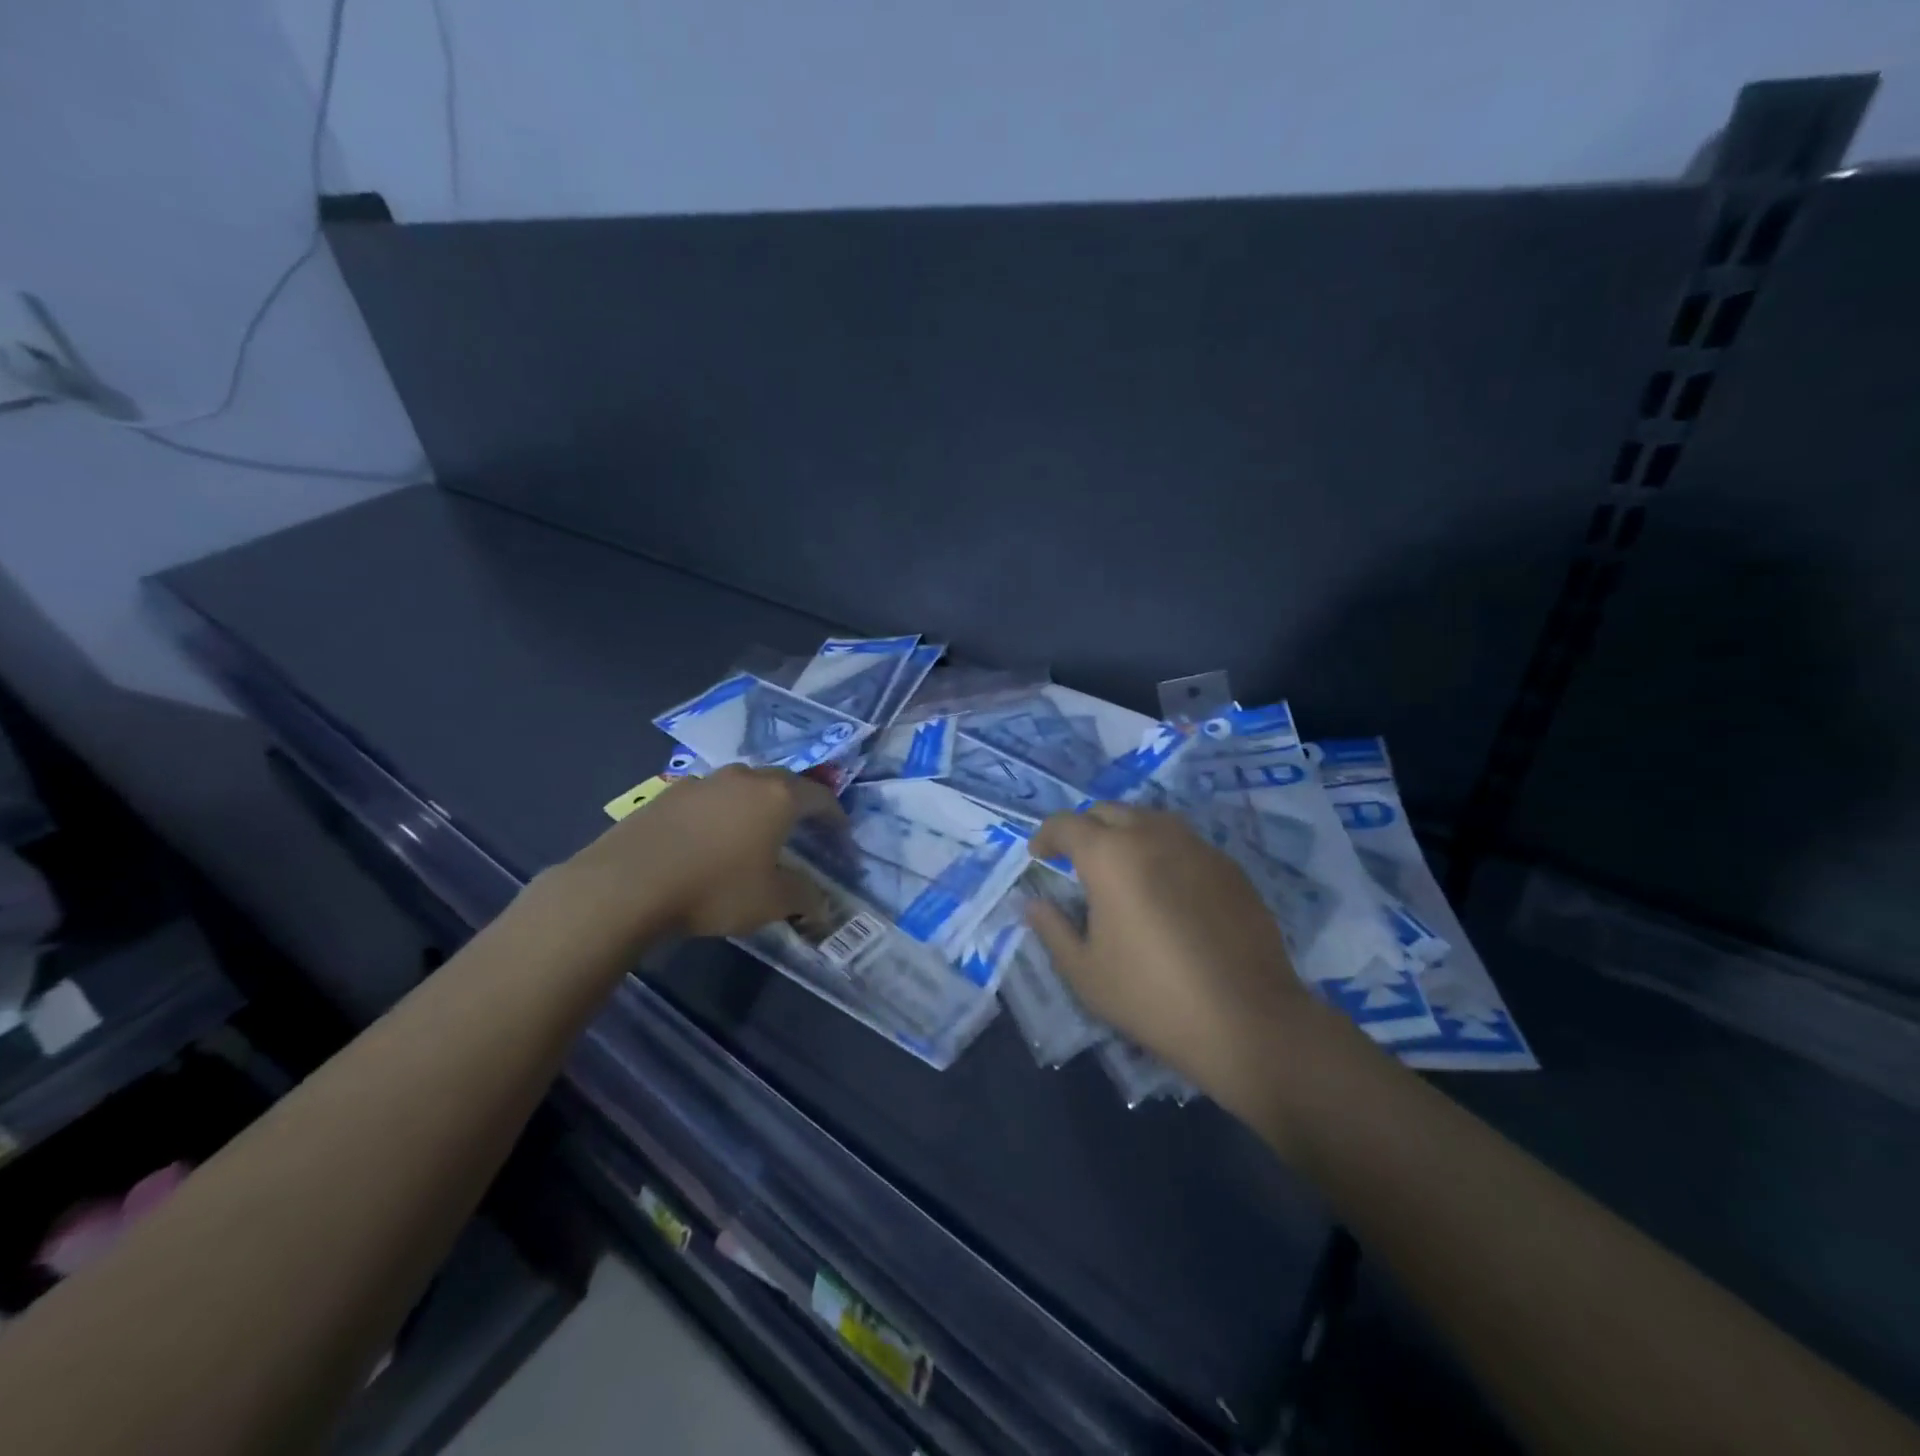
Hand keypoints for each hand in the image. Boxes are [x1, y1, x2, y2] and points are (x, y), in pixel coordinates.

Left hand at [561, 765, 843, 944]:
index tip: (841, 835)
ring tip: (756, 831)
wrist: (627, 884)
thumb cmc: (714, 889)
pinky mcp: (669, 793)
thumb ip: (804, 897)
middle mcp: (744, 778)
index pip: (820, 797)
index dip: (835, 816)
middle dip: (798, 804)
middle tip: (803, 829)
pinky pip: (710, 798)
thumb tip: (823, 904)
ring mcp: (703, 781)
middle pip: (783, 783)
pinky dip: (722, 812)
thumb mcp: (770, 901)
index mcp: (778, 796)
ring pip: (743, 786)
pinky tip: (711, 838)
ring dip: (757, 805)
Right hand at [1027, 804, 1351, 1115]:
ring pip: (1149, 820)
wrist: (1246, 1020)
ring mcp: (1196, 847)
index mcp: (1109, 856)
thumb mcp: (1084, 971)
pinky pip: (1184, 842)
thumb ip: (1051, 928)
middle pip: (1108, 811)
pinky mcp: (1228, 867)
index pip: (1066, 824)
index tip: (1039, 856)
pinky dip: (1162, 851)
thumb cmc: (1151, 996)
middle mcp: (1152, 835)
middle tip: (1077, 861)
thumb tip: (1032, 903)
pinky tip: (1165, 889)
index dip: (1046, 836)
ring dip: (1125, 833)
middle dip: (1085, 829)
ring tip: (1121, 869)